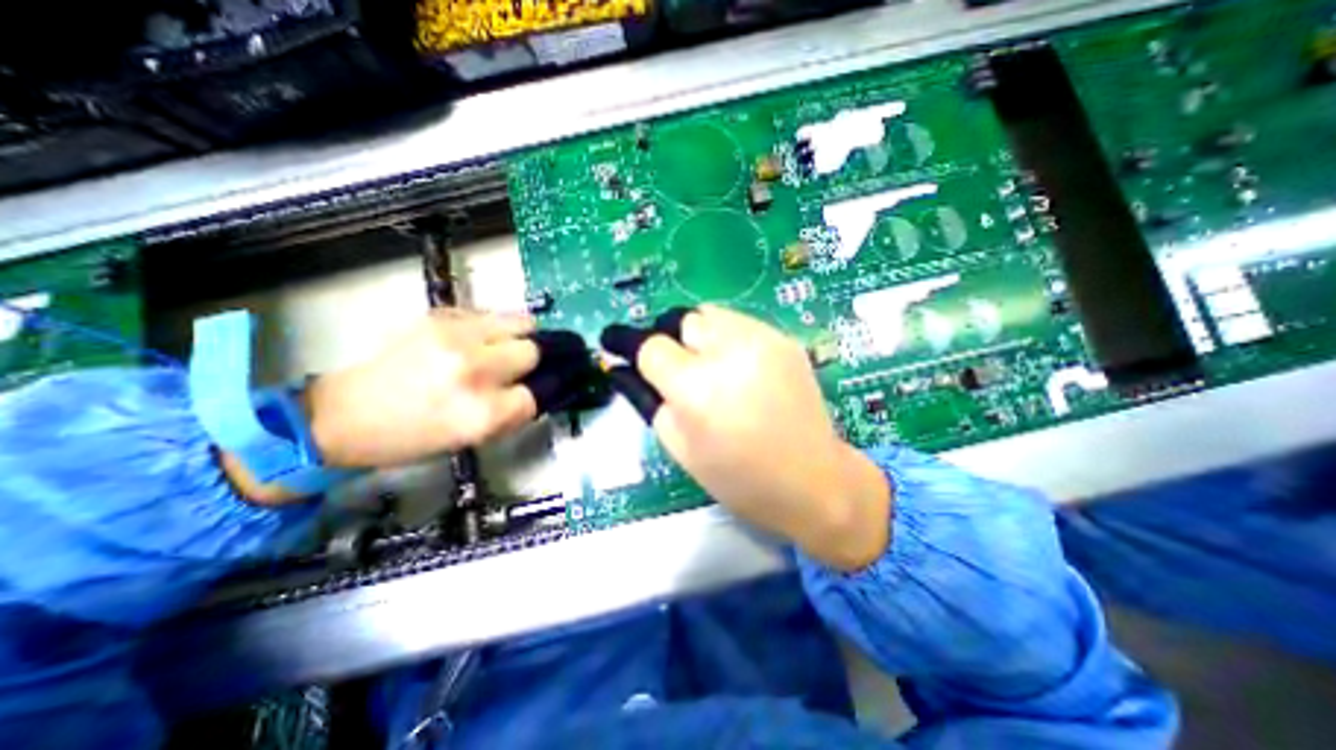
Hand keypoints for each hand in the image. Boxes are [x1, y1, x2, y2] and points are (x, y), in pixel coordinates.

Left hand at [309, 308, 540, 464]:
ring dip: (519, 335)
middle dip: (528, 362)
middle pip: (533, 351)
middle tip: (513, 368)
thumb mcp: (469, 439)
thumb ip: (509, 414)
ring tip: (502, 345)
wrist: (343, 414)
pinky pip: (489, 314)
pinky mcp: (438, 316)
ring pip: (520, 322)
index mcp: (481, 413)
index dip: (531, 396)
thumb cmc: (408, 437)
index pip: (534, 395)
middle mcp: (474, 371)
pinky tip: (473, 339)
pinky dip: (492, 326)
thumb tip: (536, 391)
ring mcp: (456, 338)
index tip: (521, 395)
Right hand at [632, 304, 883, 567]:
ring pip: (709, 314)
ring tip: (709, 367)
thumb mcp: (680, 448)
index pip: (650, 345)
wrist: (814, 481)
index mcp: (697, 389)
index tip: (619, 347)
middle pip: (680, 319)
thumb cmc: (739, 479)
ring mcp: (763, 340)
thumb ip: (647, 399)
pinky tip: (738, 368)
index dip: (631, 347)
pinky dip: (726, 338)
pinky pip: (739, 323)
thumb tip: (622, 367)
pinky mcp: (785, 339)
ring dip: (698, 335)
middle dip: (670, 340)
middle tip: (676, 369)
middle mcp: (729, 353)